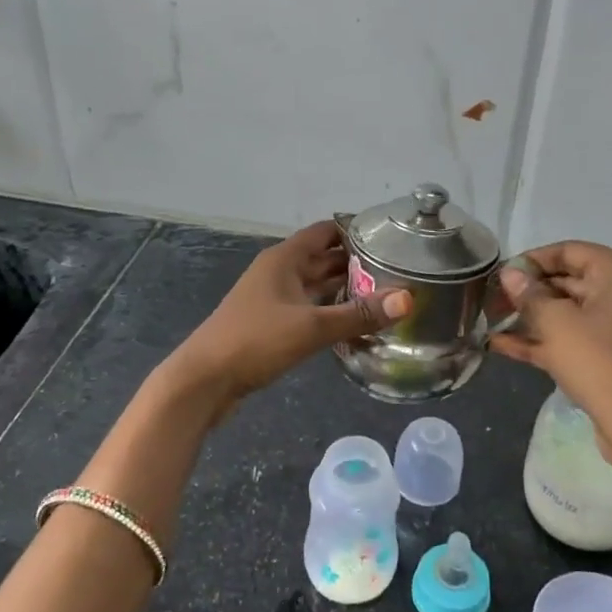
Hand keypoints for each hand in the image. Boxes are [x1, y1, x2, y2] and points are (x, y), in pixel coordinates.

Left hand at [166, 221, 409, 415]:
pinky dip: (328, 311)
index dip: (356, 232)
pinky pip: (306, 309)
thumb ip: (359, 314)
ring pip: (314, 286)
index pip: (326, 232)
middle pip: (322, 259)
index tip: (392, 239)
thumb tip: (407, 299)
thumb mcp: (312, 327)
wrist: (204, 380)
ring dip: (343, 289)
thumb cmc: (255, 341)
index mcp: (284, 259)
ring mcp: (271, 299)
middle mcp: (278, 272)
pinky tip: (352, 324)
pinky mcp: (269, 325)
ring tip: (383, 297)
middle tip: (398, 272)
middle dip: (356, 263)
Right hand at [490, 242, 611, 483]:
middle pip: (568, 281)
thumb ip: (529, 295)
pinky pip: (575, 339)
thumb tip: (509, 275)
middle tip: (490, 301)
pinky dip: (544, 341)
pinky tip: (502, 346)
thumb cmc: (599, 360)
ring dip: (531, 319)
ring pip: (569, 313)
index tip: (498, 276)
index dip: (529, 261)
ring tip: (491, 322)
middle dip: (527, 292)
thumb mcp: (556, 323)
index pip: (568, 251)